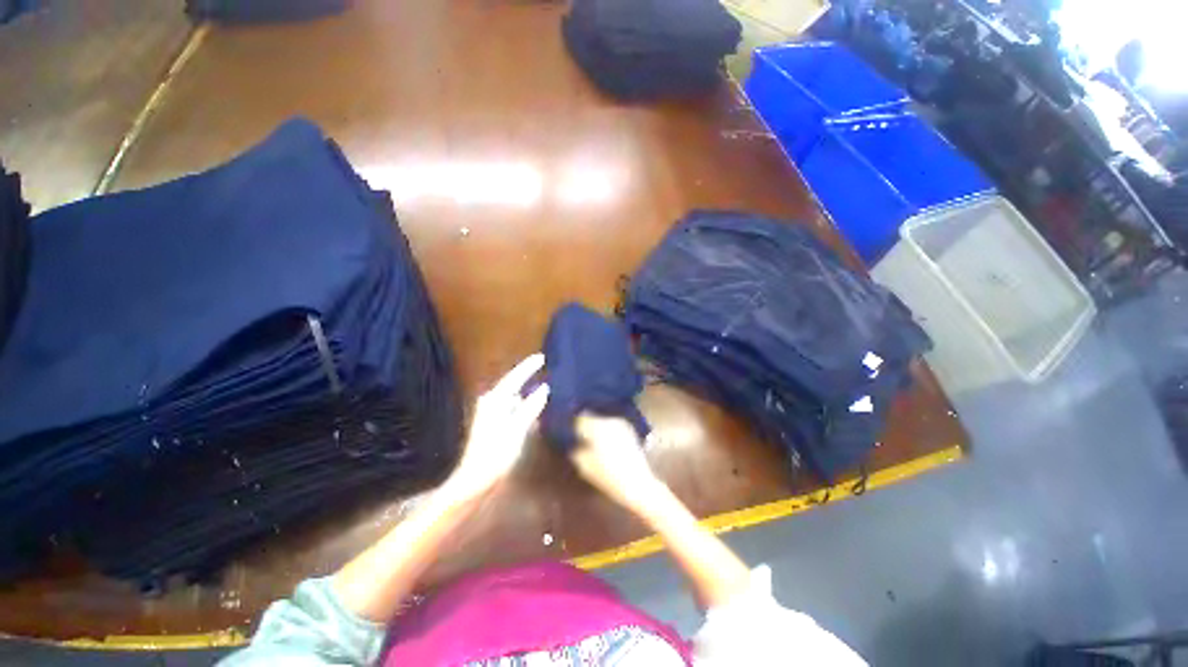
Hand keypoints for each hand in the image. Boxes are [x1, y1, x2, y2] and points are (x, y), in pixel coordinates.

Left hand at [446, 353, 549, 501]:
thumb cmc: (496, 454)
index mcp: (495, 401)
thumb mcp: (517, 429)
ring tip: (541, 388)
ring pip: (511, 396)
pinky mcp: (491, 423)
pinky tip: (530, 410)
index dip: (528, 367)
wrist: (474, 480)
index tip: (541, 357)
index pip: (515, 378)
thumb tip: (544, 388)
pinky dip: (521, 405)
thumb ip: (530, 407)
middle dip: (526, 377)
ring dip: (524, 392)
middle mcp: (490, 403)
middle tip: (542, 368)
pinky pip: (510, 407)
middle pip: (512, 384)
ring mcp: (489, 413)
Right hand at [572, 413, 663, 513]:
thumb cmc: (608, 476)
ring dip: (598, 428)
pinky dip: (608, 432)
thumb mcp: (584, 466)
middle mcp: (610, 420)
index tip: (570, 431)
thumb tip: (575, 443)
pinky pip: (613, 426)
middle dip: (587, 425)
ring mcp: (621, 424)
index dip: (573, 424)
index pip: (580, 418)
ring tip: (593, 440)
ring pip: (604, 421)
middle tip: (581, 436)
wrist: (638, 484)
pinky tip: (606, 443)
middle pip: (593, 417)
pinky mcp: (630, 431)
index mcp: (597, 426)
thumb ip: (576, 450)